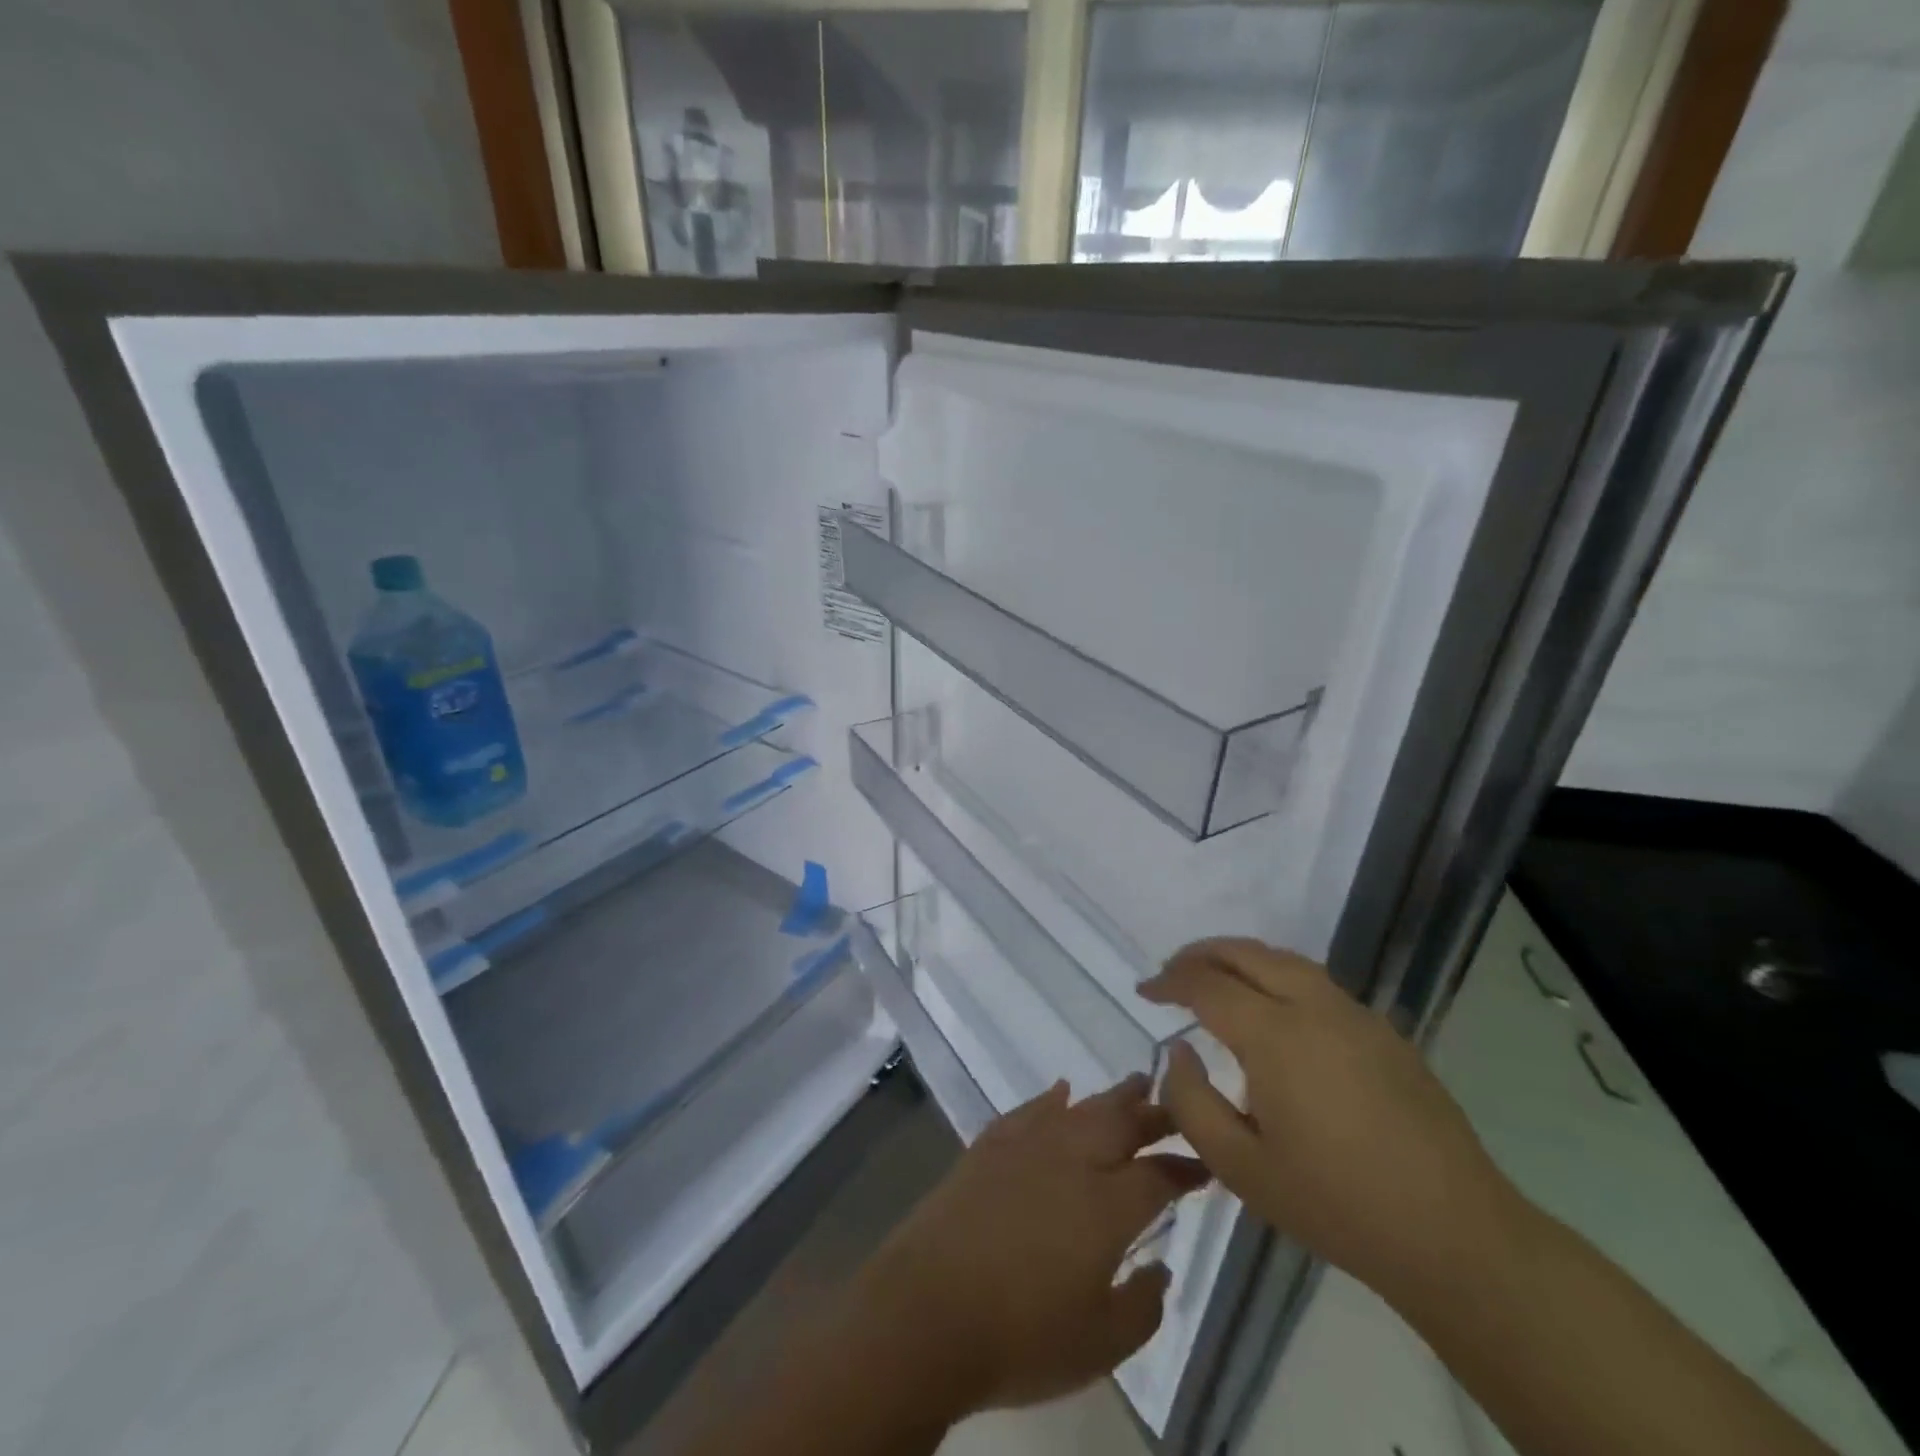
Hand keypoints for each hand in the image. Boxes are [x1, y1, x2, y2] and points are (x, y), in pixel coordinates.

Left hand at [848, 1075, 1209, 1415]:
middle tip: (1177, 1103)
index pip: (1158, 1175)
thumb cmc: (1020, 1337)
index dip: (1185, 1168)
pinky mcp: (989, 1145)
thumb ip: (1143, 1306)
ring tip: (1136, 1083)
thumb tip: (1161, 1267)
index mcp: (1106, 1207)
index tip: (1204, 1165)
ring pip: (1081, 1108)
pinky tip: (1060, 1091)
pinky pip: (1029, 1109)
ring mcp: (1027, 1146)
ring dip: (1112, 1096)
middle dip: (1155, 1112)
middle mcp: (1071, 1161)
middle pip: (1122, 1124)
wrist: (927, 1310)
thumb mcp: (1100, 1345)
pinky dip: (1050, 1098)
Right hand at [1144, 939, 1525, 1302]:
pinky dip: (1277, 975)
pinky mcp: (1383, 1032)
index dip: (1168, 981)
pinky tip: (1272, 1009)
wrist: (1455, 1236)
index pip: (1206, 984)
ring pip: (1284, 960)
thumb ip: (1192, 1103)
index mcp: (1274, 1035)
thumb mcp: (1241, 1168)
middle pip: (1246, 953)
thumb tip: (1179, 1053)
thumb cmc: (1337, 1205)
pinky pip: (1315, 982)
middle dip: (1200, 954)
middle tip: (1171, 974)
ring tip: (1215, 979)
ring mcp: (1355, 1015)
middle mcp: (1313, 1007)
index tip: (1144, 991)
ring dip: (1241, 958)